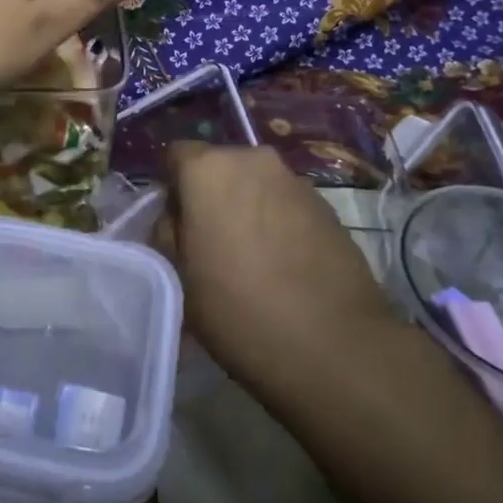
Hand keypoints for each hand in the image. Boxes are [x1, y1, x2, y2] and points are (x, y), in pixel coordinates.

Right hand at [162, 143, 397, 387]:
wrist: (334, 346)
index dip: (172, 189)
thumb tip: (177, 219)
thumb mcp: (178, 277)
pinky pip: (287, 204)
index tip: (177, 226)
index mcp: (208, 169)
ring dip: (248, 208)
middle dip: (212, 196)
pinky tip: (285, 266)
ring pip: (257, 185)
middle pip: (220, 167)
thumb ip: (168, 233)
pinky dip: (280, 223)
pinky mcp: (328, 206)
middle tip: (212, 243)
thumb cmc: (238, 309)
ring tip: (252, 258)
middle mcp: (253, 159)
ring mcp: (296, 180)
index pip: (176, 155)